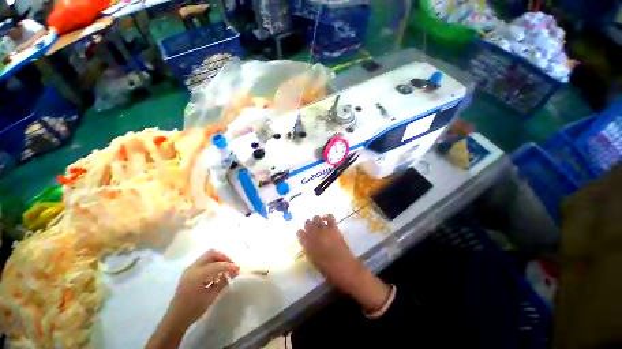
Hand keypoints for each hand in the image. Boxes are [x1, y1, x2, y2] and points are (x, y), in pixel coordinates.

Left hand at [168, 250, 239, 327]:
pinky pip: (204, 261)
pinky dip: (213, 263)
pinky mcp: (189, 272)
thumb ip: (222, 282)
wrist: (175, 319)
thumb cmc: (193, 310)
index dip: (229, 266)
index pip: (217, 265)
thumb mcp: (210, 297)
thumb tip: (233, 273)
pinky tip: (217, 273)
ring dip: (218, 259)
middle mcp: (192, 268)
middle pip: (211, 253)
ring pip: (207, 256)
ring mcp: (189, 269)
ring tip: (226, 269)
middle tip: (231, 265)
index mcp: (197, 276)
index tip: (238, 269)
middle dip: (224, 257)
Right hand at [297, 215, 390, 312]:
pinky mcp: (334, 228)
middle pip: (307, 223)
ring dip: (315, 220)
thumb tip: (307, 242)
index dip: (300, 233)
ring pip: (316, 218)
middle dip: (308, 225)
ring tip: (318, 225)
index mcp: (307, 244)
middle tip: (311, 229)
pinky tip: (325, 220)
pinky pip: (329, 217)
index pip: (299, 233)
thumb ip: (309, 249)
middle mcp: (314, 234)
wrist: (345, 268)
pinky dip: (327, 217)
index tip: (302, 234)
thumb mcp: (314, 260)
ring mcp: (324, 229)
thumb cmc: (328, 269)